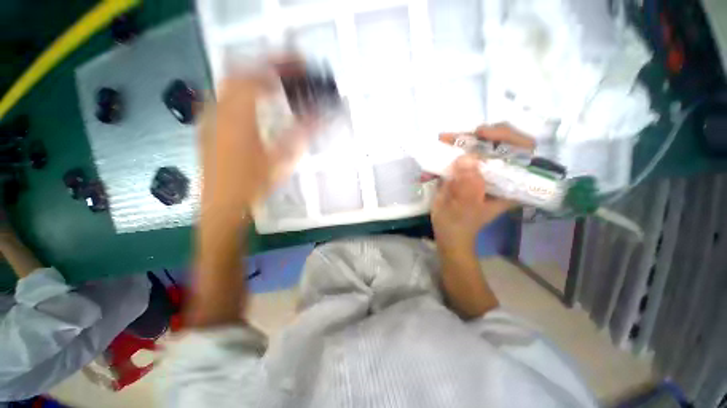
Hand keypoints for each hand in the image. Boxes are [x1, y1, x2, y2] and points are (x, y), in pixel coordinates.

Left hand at [199, 66, 316, 219]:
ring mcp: (209, 118)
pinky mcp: (207, 126)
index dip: (279, 66)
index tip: (299, 65)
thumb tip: (320, 118)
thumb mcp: (280, 161)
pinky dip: (241, 92)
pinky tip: (253, 103)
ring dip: (252, 78)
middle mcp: (219, 110)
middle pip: (239, 73)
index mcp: (238, 117)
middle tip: (287, 71)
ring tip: (273, 83)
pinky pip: (223, 98)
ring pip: (229, 85)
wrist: (222, 205)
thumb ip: (300, 136)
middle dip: (265, 66)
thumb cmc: (252, 185)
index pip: (258, 77)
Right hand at [430, 124, 534, 254]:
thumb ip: (468, 187)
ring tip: (444, 140)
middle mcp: (502, 175)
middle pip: (501, 143)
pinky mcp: (468, 172)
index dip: (509, 137)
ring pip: (480, 146)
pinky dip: (450, 151)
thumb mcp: (464, 208)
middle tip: (458, 137)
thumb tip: (466, 159)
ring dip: (461, 141)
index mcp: (512, 185)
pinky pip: (463, 155)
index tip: (484, 134)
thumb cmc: (459, 224)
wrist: (447, 232)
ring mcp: (483, 172)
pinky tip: (441, 149)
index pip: (525, 152)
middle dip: (480, 136)